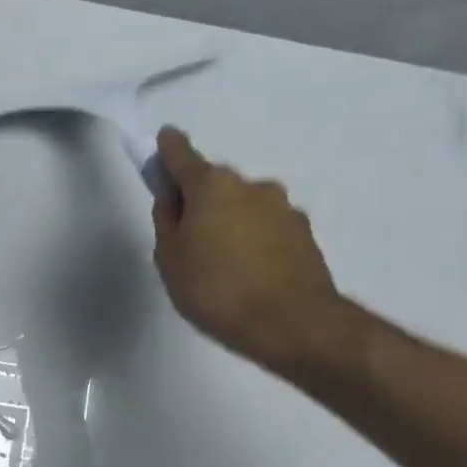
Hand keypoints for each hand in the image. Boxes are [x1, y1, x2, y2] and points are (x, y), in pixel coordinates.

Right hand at [151, 128, 361, 381]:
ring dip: (230, 223)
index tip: (162, 142)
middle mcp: (251, 186)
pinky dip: (254, 241)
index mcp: (212, 186)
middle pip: (215, 185)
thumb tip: (173, 200)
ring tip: (221, 266)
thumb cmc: (216, 290)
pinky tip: (248, 274)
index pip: (182, 155)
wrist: (292, 324)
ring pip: (244, 207)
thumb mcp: (170, 260)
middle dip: (200, 201)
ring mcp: (283, 208)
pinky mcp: (304, 233)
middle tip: (187, 239)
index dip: (167, 149)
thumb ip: (167, 223)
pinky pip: (267, 228)